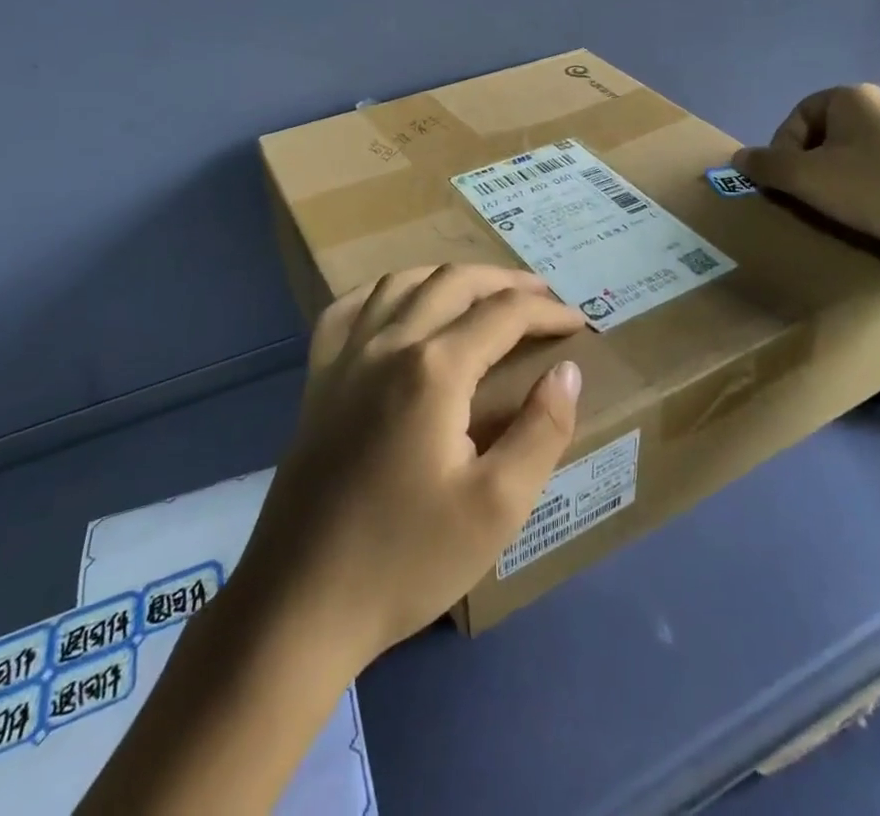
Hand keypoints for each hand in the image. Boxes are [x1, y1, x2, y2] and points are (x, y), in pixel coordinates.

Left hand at [236, 264, 585, 672]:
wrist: (301, 602)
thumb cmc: (407, 559)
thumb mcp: (496, 508)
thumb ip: (541, 430)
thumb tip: (567, 371)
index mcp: (434, 369)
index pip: (503, 314)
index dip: (547, 312)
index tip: (578, 323)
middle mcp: (388, 343)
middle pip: (453, 282)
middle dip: (504, 281)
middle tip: (541, 298)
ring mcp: (345, 357)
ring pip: (401, 283)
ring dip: (449, 277)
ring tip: (481, 292)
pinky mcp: (317, 379)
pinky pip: (349, 310)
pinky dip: (383, 292)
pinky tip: (397, 305)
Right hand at [733, 84, 879, 274]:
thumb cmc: (875, 191)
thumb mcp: (806, 180)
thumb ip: (766, 166)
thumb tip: (739, 158)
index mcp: (852, 97)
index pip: (798, 115)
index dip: (783, 149)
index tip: (788, 183)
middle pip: (827, 131)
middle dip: (811, 163)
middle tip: (810, 196)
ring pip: (857, 149)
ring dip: (840, 175)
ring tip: (842, 207)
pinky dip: (872, 183)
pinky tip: (878, 210)